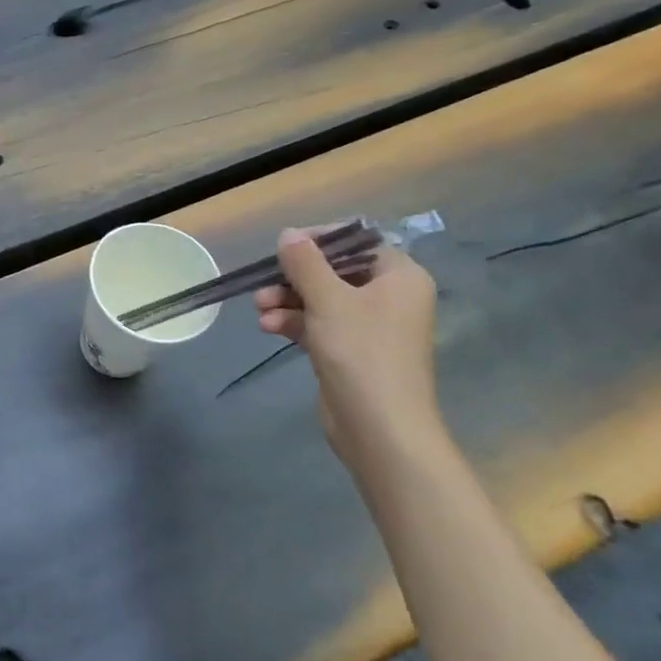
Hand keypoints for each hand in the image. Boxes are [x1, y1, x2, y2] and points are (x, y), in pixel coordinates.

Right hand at [255, 227, 439, 463]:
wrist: (379, 427)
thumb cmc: (361, 352)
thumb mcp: (328, 300)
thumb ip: (305, 263)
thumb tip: (288, 233)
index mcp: (400, 277)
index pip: (358, 242)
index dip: (320, 241)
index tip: (284, 248)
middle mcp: (390, 297)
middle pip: (335, 271)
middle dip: (294, 277)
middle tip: (265, 284)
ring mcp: (371, 326)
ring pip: (321, 299)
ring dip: (287, 300)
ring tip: (259, 309)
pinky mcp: (351, 351)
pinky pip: (319, 324)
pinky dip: (294, 322)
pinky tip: (268, 328)